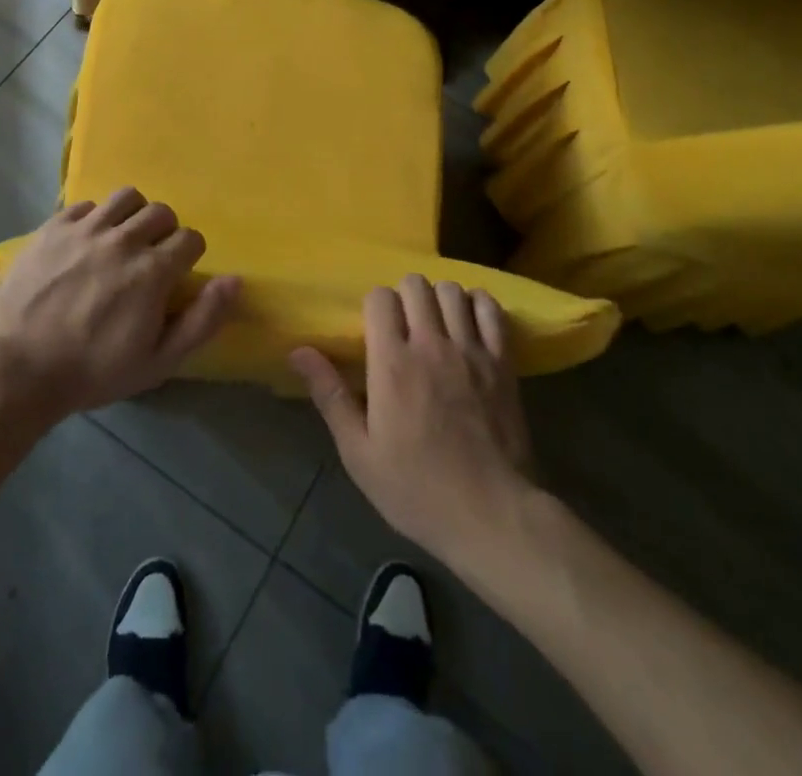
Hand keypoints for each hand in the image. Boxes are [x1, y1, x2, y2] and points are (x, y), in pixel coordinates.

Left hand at [0, 188, 239, 418]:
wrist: (21, 370)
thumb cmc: (95, 371)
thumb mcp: (159, 361)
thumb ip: (202, 319)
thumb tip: (234, 280)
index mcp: (152, 271)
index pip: (190, 239)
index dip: (189, 257)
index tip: (175, 276)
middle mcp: (122, 240)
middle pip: (161, 212)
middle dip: (164, 233)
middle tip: (150, 258)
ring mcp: (85, 230)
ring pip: (126, 197)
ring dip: (132, 216)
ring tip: (121, 240)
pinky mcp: (53, 227)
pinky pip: (85, 205)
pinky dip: (93, 219)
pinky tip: (85, 243)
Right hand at [290, 275, 537, 568]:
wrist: (492, 516)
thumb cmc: (417, 490)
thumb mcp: (359, 453)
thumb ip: (330, 395)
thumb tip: (298, 351)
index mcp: (392, 363)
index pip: (379, 297)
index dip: (374, 306)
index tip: (374, 332)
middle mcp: (431, 345)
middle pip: (415, 284)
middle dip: (404, 296)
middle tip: (404, 327)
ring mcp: (471, 350)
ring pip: (451, 290)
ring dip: (439, 299)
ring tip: (436, 324)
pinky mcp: (503, 362)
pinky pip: (491, 310)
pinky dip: (477, 305)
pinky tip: (469, 323)